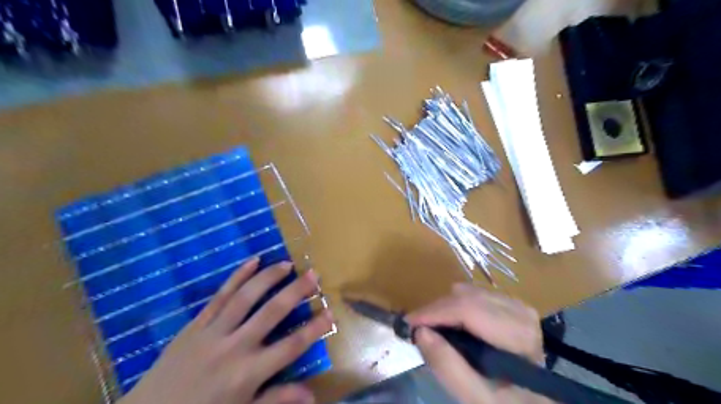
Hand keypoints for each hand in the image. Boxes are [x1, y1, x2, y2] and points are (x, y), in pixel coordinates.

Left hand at [118, 259, 333, 403]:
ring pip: (246, 297)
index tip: (331, 313)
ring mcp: (213, 332)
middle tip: (313, 274)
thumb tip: (312, 396)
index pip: (291, 346)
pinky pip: (219, 296)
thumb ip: (277, 400)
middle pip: (272, 313)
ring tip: (287, 264)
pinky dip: (237, 276)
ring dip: (268, 278)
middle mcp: (234, 347)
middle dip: (296, 292)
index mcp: (248, 373)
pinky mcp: (196, 324)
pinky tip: (253, 261)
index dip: (314, 329)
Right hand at [404, 284, 552, 403]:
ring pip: (467, 292)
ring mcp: (516, 304)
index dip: (435, 312)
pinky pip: (474, 294)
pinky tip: (455, 325)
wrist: (532, 401)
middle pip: (466, 297)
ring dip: (446, 308)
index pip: (469, 310)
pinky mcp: (510, 303)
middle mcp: (520, 311)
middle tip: (419, 329)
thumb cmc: (504, 401)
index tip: (409, 322)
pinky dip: (457, 306)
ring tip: (437, 329)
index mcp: (517, 335)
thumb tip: (420, 332)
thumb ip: (447, 366)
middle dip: (437, 310)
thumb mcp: (475, 397)